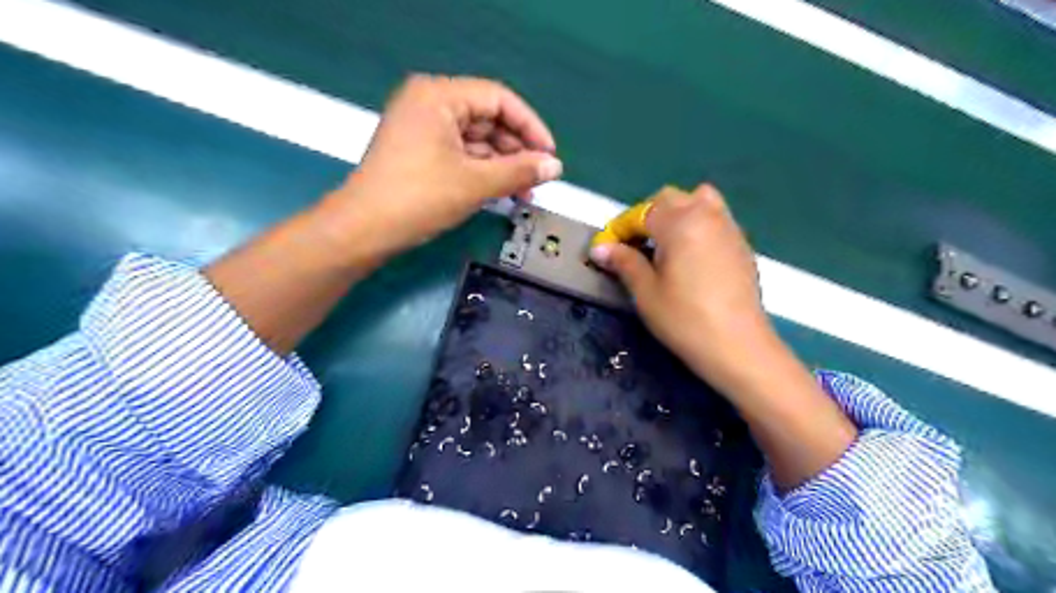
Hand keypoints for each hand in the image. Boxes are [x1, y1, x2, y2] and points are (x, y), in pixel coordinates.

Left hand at [323, 73, 564, 259]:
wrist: (364, 230)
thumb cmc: (418, 198)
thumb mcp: (475, 183)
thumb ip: (519, 171)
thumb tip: (556, 167)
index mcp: (439, 95)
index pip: (498, 99)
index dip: (530, 126)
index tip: (550, 155)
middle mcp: (430, 103)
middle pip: (488, 119)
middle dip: (516, 150)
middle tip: (538, 178)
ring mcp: (423, 128)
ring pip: (476, 140)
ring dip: (502, 164)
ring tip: (525, 191)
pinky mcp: (421, 151)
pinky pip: (462, 154)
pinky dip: (483, 171)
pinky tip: (503, 191)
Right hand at [589, 182, 774, 390]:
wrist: (737, 346)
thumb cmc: (684, 319)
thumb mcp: (646, 292)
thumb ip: (624, 262)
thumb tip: (600, 248)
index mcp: (679, 223)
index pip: (642, 212)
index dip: (621, 228)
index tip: (607, 249)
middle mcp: (706, 215)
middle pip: (671, 198)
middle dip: (648, 215)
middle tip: (635, 245)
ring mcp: (728, 227)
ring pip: (699, 201)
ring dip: (676, 214)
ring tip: (665, 244)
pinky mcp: (741, 244)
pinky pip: (715, 218)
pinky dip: (697, 225)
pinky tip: (691, 257)